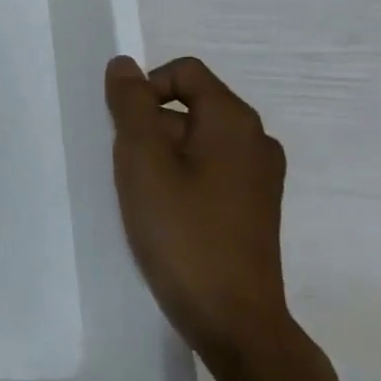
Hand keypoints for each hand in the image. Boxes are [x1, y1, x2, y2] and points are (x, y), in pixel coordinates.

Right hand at [104, 56, 305, 380]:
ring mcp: (258, 177)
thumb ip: (131, 106)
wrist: (230, 316)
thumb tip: (123, 64)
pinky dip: (179, 178)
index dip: (145, 89)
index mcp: (234, 121)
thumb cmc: (181, 230)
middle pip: (190, 105)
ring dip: (160, 155)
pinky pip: (208, 170)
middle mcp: (255, 140)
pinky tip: (162, 213)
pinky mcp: (251, 207)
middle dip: (149, 126)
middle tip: (126, 168)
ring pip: (196, 141)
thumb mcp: (142, 160)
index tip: (122, 130)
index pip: (184, 72)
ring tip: (141, 195)